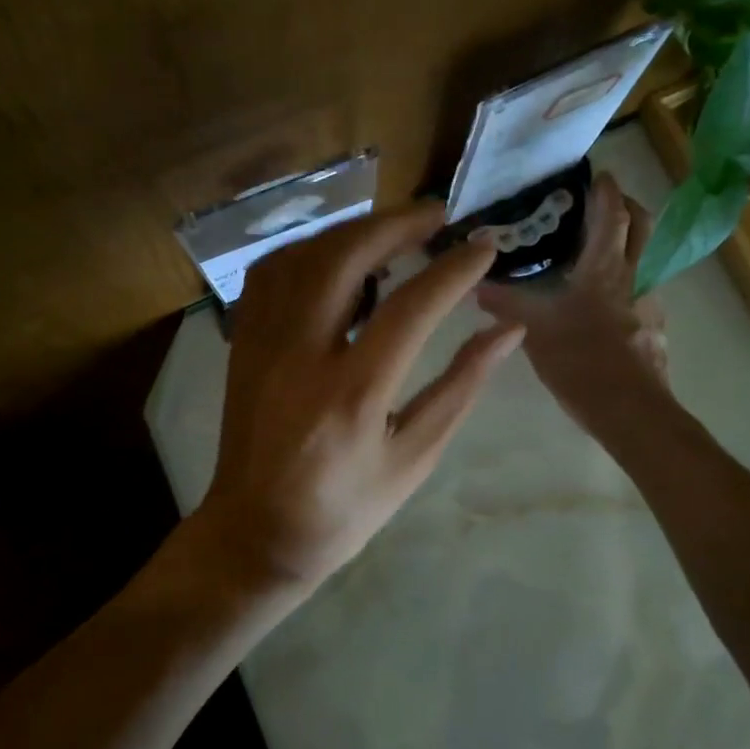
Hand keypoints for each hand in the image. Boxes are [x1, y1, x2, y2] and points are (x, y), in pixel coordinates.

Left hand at [195, 203, 524, 595]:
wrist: (254, 532)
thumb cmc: (344, 509)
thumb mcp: (414, 458)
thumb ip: (460, 387)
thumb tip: (507, 330)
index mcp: (351, 395)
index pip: (409, 308)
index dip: (452, 270)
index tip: (484, 246)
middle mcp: (299, 356)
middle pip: (344, 258)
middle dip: (396, 225)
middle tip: (438, 216)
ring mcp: (261, 343)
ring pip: (303, 255)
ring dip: (353, 231)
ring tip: (395, 230)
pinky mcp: (242, 341)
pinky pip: (271, 273)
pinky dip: (309, 249)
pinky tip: (338, 254)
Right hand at [477, 172, 676, 438]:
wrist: (630, 411)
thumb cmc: (582, 359)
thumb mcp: (534, 329)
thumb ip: (504, 303)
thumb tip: (473, 285)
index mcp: (605, 268)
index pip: (613, 214)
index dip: (607, 190)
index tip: (597, 173)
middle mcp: (634, 277)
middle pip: (643, 226)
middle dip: (628, 206)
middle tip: (602, 204)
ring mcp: (650, 303)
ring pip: (645, 258)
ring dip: (628, 245)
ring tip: (596, 253)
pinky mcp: (654, 329)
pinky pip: (641, 291)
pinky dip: (625, 282)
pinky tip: (602, 303)